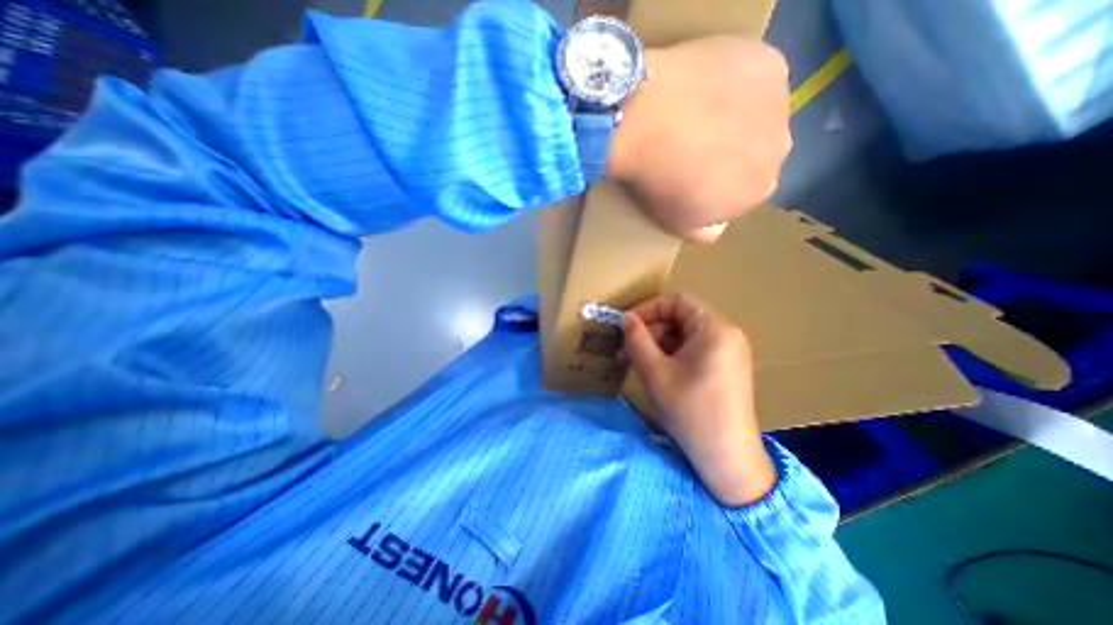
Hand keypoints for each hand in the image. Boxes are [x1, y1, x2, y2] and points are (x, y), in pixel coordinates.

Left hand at [607, 33, 791, 241]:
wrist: (649, 123)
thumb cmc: (660, 183)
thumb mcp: (677, 223)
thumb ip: (705, 231)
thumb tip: (718, 226)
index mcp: (760, 191)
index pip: (744, 190)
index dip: (719, 183)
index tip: (693, 176)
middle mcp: (780, 149)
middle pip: (756, 152)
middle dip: (731, 152)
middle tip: (693, 144)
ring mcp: (779, 103)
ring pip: (758, 114)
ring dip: (735, 116)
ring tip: (696, 113)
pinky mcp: (768, 64)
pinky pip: (754, 77)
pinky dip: (735, 82)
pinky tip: (705, 86)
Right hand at [624, 294, 775, 506]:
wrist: (727, 457)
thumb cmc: (690, 411)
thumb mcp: (655, 372)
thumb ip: (637, 339)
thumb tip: (625, 318)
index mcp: (714, 329)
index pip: (676, 302)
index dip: (648, 309)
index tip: (626, 325)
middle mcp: (726, 334)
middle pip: (680, 318)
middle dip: (650, 330)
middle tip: (626, 350)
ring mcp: (728, 352)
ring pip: (684, 335)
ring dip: (657, 344)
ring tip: (635, 363)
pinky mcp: (725, 367)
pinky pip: (693, 350)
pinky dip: (671, 355)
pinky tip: (655, 372)